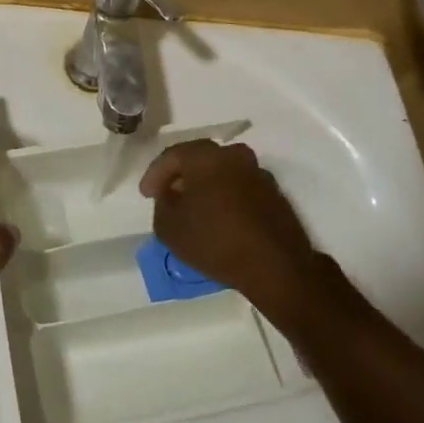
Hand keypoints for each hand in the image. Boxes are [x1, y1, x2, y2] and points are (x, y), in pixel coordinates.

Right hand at [139, 141, 321, 319]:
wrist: (276, 267)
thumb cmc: (216, 241)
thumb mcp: (169, 228)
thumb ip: (162, 204)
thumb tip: (170, 195)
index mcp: (205, 155)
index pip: (172, 156)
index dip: (155, 175)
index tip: (146, 194)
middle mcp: (233, 155)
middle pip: (198, 159)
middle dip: (181, 175)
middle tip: (168, 194)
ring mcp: (257, 172)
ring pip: (222, 171)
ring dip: (206, 185)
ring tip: (195, 207)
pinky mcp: (274, 193)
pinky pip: (240, 187)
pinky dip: (226, 196)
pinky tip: (220, 216)